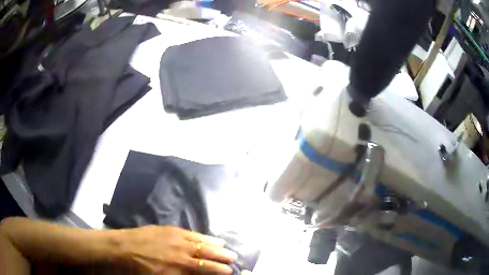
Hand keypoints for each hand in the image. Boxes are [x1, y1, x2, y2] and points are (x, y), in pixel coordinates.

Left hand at [115, 225, 237, 273]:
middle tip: (234, 259)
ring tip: (227, 248)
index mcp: (178, 267)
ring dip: (216, 246)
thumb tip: (195, 274)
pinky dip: (204, 237)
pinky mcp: (170, 230)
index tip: (229, 272)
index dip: (218, 271)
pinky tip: (211, 238)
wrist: (121, 248)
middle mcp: (181, 253)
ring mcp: (176, 239)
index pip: (205, 269)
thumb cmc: (139, 269)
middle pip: (207, 255)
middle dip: (222, 258)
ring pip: (202, 243)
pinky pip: (192, 234)